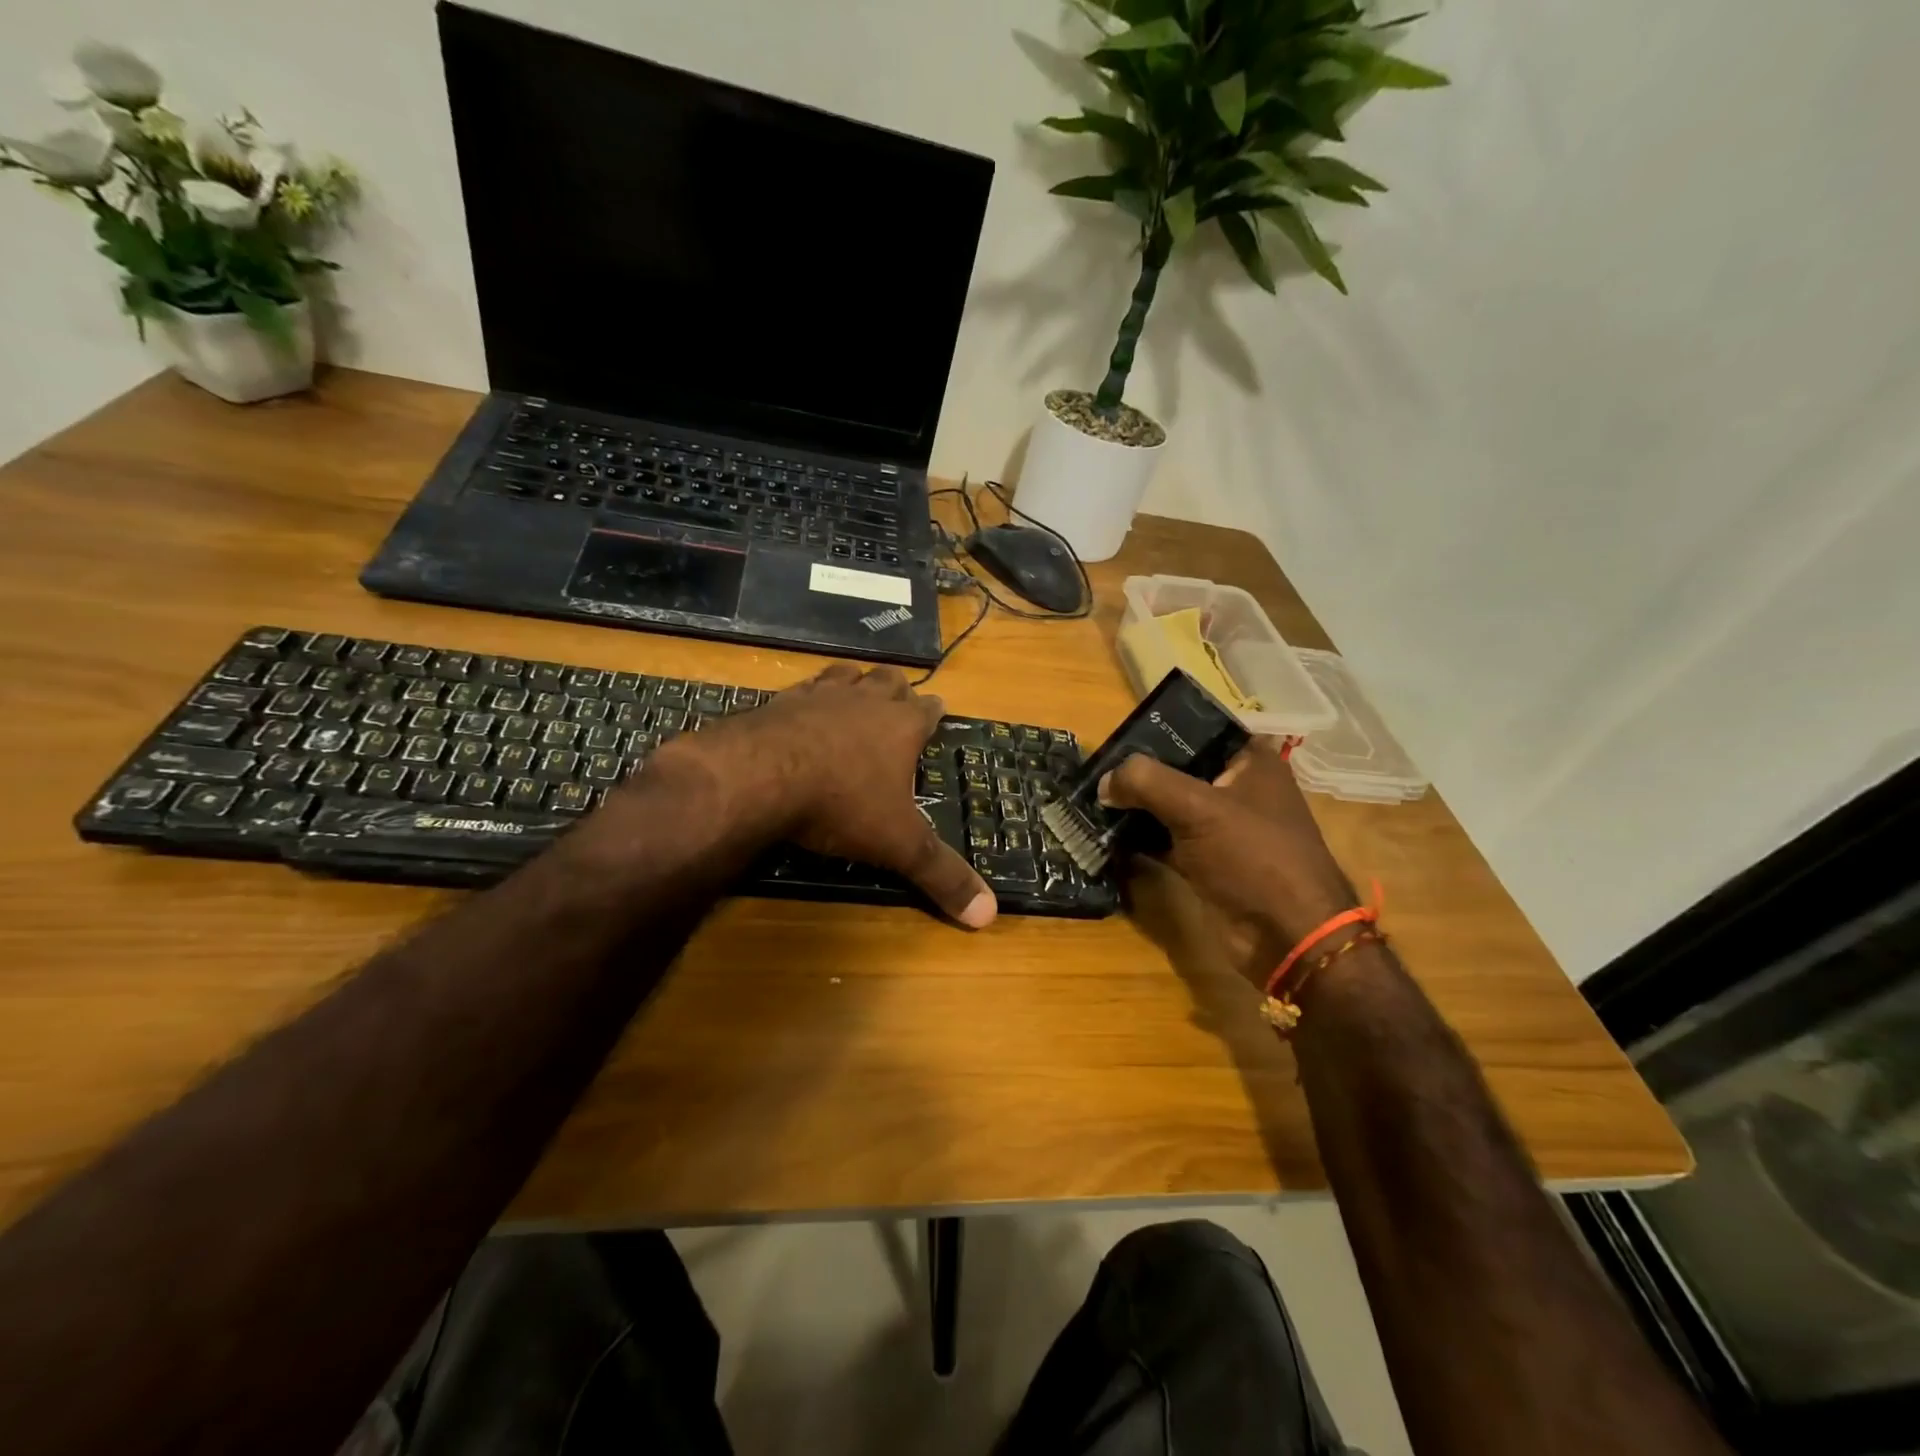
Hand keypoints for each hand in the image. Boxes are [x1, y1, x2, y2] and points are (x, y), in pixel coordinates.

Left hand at [657, 664, 995, 927]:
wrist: (762, 776)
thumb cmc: (842, 804)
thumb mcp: (899, 845)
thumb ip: (942, 876)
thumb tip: (990, 915)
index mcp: (902, 726)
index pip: (928, 709)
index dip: (934, 711)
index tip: (936, 711)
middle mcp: (865, 701)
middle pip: (889, 681)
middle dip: (896, 689)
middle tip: (897, 701)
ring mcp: (820, 695)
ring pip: (847, 675)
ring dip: (855, 682)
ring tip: (855, 692)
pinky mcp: (781, 701)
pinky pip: (802, 688)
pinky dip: (809, 696)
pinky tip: (801, 709)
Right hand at [1100, 742, 1356, 979]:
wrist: (1286, 936)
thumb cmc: (1253, 857)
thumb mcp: (1198, 808)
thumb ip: (1146, 782)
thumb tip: (1104, 781)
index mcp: (1251, 761)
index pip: (1198, 729)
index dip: (1158, 729)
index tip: (1116, 736)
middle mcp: (1238, 788)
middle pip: (1178, 768)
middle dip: (1138, 772)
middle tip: (1095, 770)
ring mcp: (1222, 827)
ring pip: (1169, 805)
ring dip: (1135, 805)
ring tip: (1092, 798)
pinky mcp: (1206, 861)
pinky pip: (1165, 838)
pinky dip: (1139, 837)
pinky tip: (1105, 832)